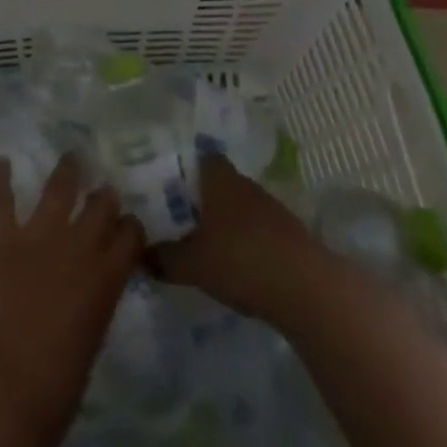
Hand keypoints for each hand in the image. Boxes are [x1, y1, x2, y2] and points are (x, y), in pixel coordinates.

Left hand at [0, 153, 143, 446]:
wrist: (1, 399)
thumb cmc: (53, 393)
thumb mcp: (91, 344)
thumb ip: (94, 304)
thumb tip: (90, 289)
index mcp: (105, 279)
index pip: (131, 235)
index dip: (131, 228)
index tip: (127, 226)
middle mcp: (77, 248)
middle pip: (101, 205)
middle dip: (105, 197)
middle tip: (102, 192)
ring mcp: (37, 238)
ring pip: (58, 189)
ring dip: (67, 171)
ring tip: (71, 156)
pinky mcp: (0, 240)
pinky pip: (0, 199)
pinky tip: (1, 162)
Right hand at [149, 154, 327, 324]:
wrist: (306, 288)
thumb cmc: (241, 260)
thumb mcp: (193, 264)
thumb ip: (166, 258)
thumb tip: (140, 254)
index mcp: (220, 181)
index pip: (204, 159)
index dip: (188, 168)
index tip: (171, 183)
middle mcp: (246, 186)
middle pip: (222, 184)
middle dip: (205, 199)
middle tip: (182, 217)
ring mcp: (272, 209)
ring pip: (242, 208)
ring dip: (228, 222)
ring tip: (207, 244)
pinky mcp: (291, 236)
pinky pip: (261, 231)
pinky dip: (248, 242)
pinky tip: (238, 265)